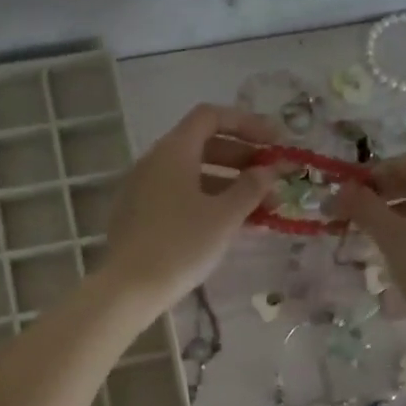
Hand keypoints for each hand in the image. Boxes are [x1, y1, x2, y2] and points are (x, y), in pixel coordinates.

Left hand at [102, 104, 279, 314]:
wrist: (130, 288)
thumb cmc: (181, 245)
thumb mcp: (224, 216)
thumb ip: (251, 188)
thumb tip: (268, 171)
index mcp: (173, 151)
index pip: (211, 117)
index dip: (247, 124)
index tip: (275, 144)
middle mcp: (155, 162)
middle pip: (203, 145)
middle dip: (242, 159)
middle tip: (272, 178)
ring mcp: (144, 189)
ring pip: (194, 175)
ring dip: (230, 185)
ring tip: (262, 209)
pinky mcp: (140, 215)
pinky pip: (180, 197)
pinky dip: (208, 202)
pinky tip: (233, 226)